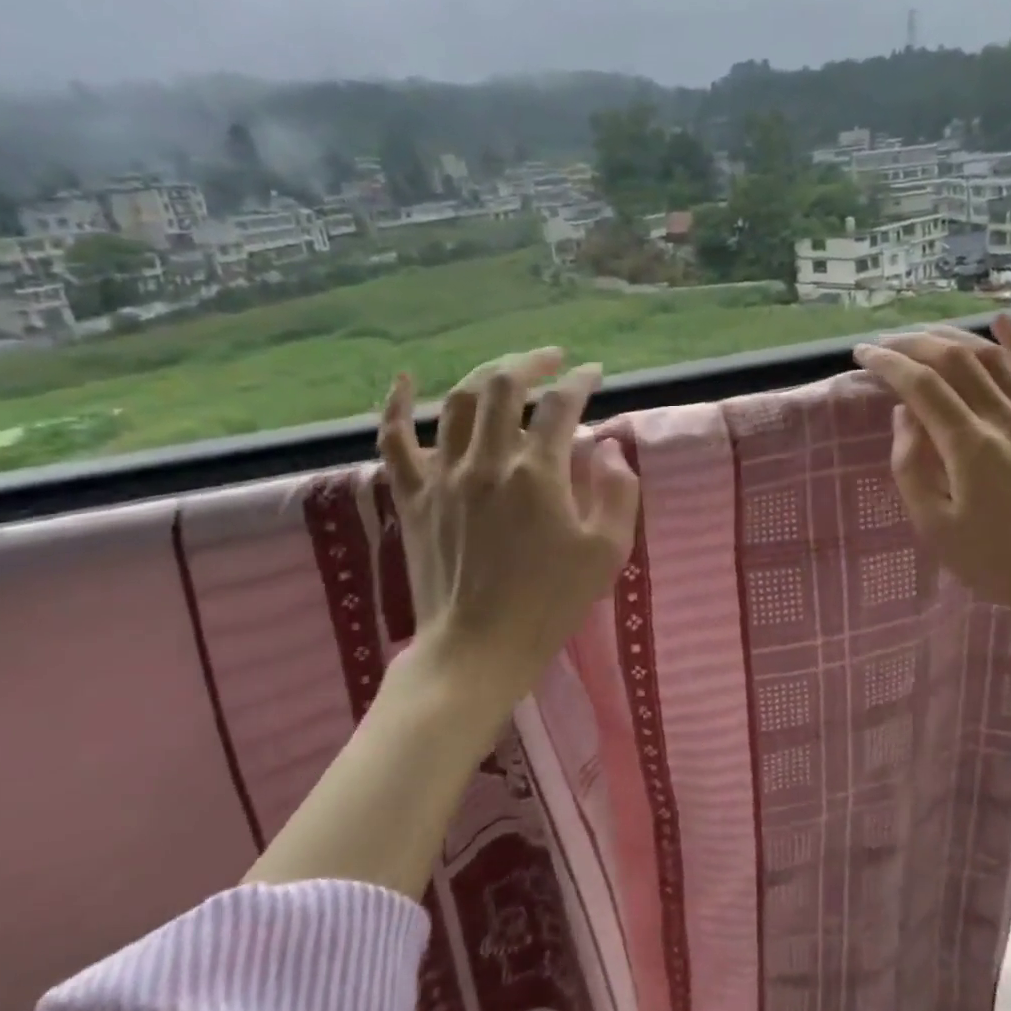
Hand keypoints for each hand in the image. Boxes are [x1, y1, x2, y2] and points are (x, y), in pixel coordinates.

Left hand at [377, 347, 639, 717]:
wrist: (477, 650)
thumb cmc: (550, 603)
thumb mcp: (607, 551)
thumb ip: (617, 490)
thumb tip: (606, 446)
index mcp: (536, 473)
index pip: (561, 406)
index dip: (581, 382)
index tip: (595, 374)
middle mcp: (486, 461)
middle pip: (504, 386)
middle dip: (533, 362)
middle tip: (554, 360)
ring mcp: (442, 477)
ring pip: (457, 401)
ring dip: (486, 374)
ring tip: (509, 368)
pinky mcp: (413, 497)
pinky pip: (393, 441)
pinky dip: (396, 405)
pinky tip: (405, 380)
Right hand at [853, 315, 1010, 657]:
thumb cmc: (996, 560)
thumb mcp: (935, 527)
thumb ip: (911, 467)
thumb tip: (905, 415)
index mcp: (969, 446)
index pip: (921, 386)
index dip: (888, 364)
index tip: (862, 354)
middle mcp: (1003, 419)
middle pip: (955, 361)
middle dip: (914, 344)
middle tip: (886, 344)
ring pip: (993, 358)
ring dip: (955, 338)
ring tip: (925, 335)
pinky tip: (1001, 321)